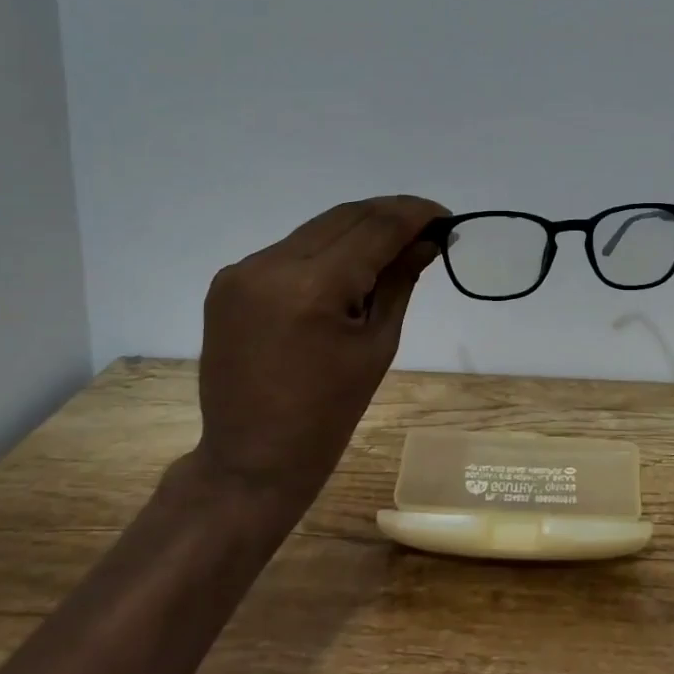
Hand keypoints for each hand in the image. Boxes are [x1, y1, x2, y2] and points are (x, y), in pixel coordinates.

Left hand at [196, 195, 447, 525]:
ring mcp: (243, 271)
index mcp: (312, 286)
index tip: (445, 215)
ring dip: (358, 230)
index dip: (414, 214)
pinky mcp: (229, 282)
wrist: (252, 459)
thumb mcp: (378, 344)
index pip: (375, 227)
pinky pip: (290, 250)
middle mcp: (271, 265)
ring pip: (316, 229)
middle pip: (344, 217)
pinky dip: (326, 250)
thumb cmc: (328, 414)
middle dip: (389, 215)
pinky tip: (348, 266)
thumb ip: (400, 281)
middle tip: (427, 226)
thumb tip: (426, 241)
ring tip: (393, 245)